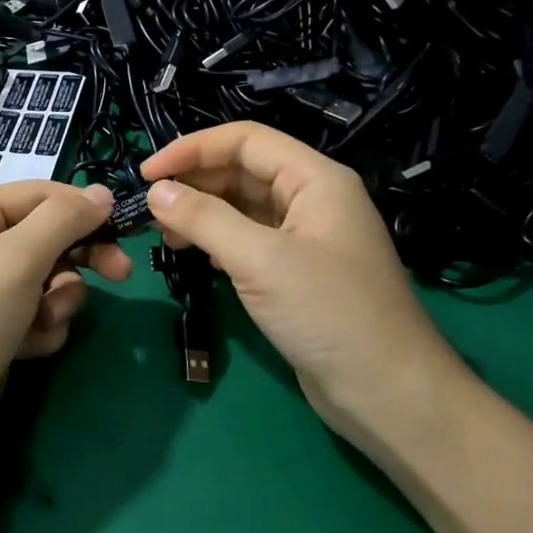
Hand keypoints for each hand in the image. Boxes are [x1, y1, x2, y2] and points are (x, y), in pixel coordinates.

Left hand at [0, 180, 131, 481]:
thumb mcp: (17, 260)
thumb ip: (63, 220)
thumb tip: (102, 193)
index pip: (40, 194)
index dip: (82, 208)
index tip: (124, 229)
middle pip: (47, 237)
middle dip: (78, 258)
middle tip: (121, 275)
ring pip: (47, 280)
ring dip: (57, 302)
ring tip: (42, 323)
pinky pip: (34, 315)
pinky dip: (40, 330)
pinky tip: (27, 349)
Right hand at [142, 123, 469, 457]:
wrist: (387, 392)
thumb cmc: (329, 313)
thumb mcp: (261, 260)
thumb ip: (205, 219)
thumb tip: (155, 192)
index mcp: (315, 180)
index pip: (245, 140)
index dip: (192, 149)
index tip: (146, 173)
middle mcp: (312, 199)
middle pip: (242, 170)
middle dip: (194, 182)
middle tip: (149, 208)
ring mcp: (305, 238)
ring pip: (242, 207)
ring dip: (201, 213)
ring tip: (164, 234)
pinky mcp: (296, 273)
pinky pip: (248, 240)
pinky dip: (217, 241)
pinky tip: (194, 256)